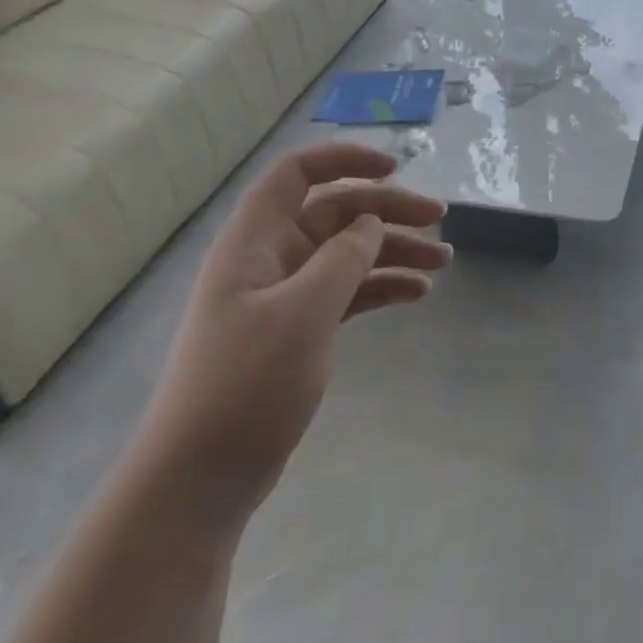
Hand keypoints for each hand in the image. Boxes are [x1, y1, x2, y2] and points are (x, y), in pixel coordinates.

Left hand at [133, 142, 450, 522]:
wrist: (199, 482)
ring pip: (348, 253)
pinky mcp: (298, 330)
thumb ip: (342, 259)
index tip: (395, 168)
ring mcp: (284, 295)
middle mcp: (270, 257)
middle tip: (440, 221)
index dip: (344, 160)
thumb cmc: (244, 386)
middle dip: (389, 212)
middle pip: (337, 213)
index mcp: (256, 240)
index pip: (298, 173)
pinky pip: (348, 291)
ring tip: (443, 262)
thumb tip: (371, 222)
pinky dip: (381, 287)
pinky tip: (417, 293)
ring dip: (394, 251)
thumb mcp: (301, 315)